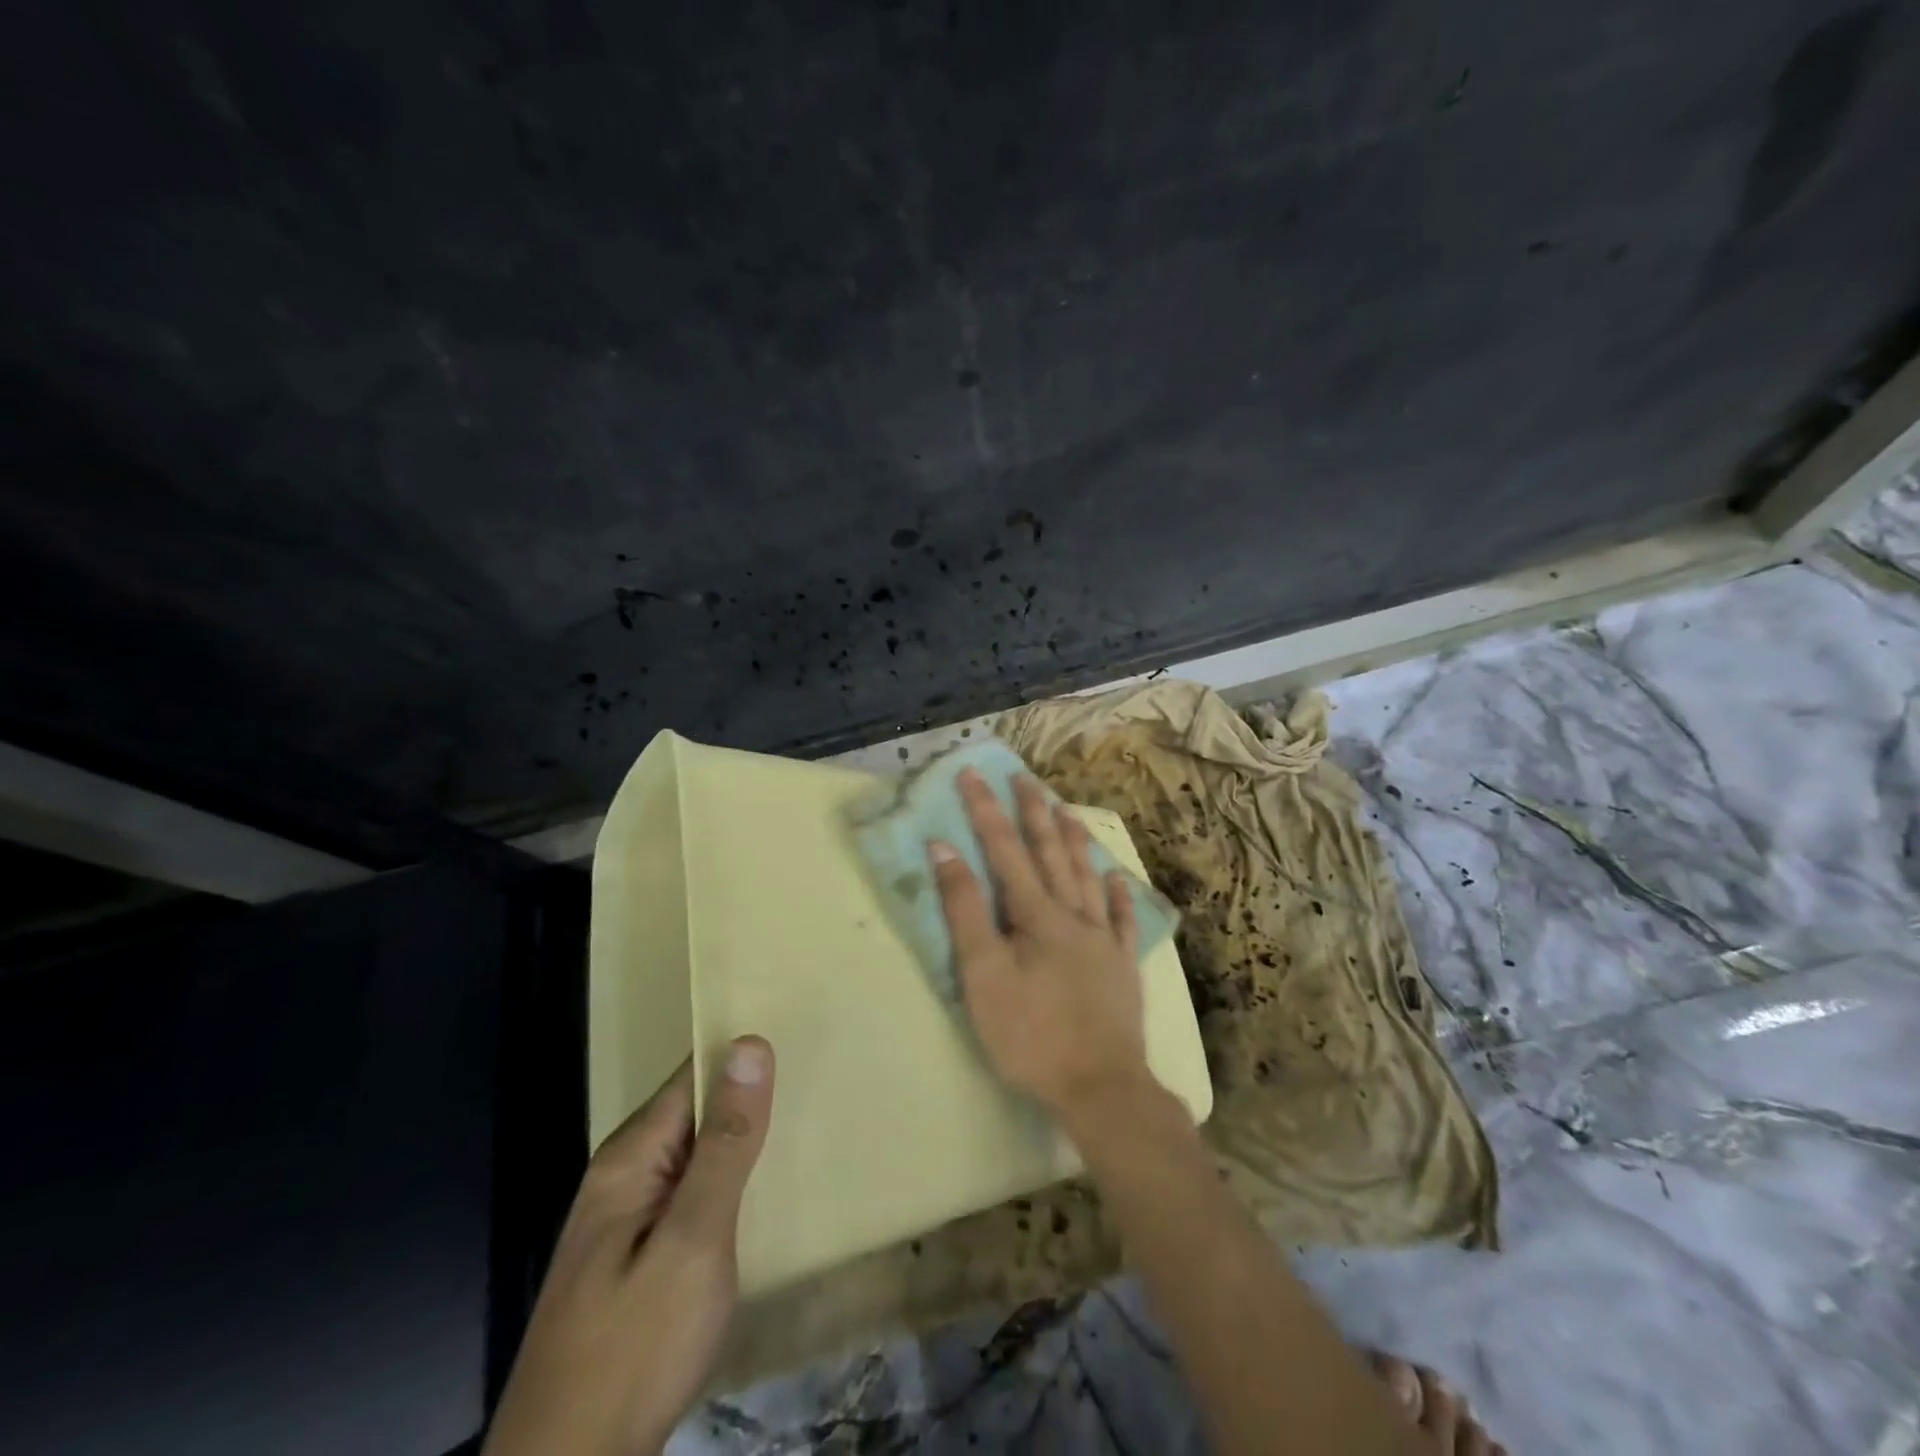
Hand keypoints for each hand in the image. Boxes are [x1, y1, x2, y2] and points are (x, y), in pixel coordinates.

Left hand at [482, 1038, 774, 1455]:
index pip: (696, 1073)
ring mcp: (627, 1215)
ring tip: (805, 1122)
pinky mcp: (638, 1254)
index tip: (802, 1035)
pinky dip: (728, 1179)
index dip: (744, 1053)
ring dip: (742, 1139)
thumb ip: (726, 1143)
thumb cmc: (635, 1347)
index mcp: (632, 1156)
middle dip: (749, 1095)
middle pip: (696, 1109)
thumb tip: (750, 1044)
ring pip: (696, 1152)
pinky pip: (690, 1190)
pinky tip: (761, 1190)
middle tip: (818, 1079)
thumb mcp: (694, 1239)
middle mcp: (624, 1173)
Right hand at [928, 770, 1149, 1116]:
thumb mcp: (983, 974)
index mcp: (1036, 914)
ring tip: (1066, 811)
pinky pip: (1123, 920)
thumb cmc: (1031, 1033)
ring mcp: (1103, 940)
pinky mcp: (1123, 967)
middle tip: (1024, 778)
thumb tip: (945, 849)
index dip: (986, 810)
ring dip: (1074, 841)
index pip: (1005, 850)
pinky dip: (1118, 895)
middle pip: (1050, 853)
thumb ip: (965, 910)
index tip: (973, 774)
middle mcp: (1073, 915)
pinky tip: (1115, 877)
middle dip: (1034, 812)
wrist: (1100, 1087)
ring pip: (1087, 877)